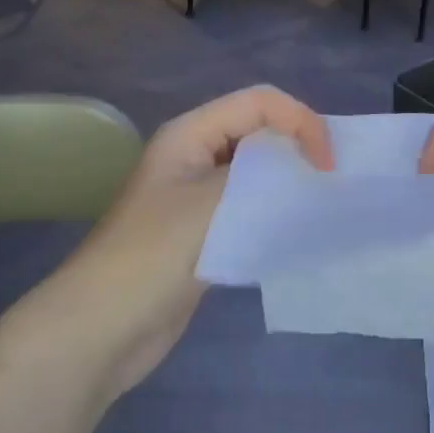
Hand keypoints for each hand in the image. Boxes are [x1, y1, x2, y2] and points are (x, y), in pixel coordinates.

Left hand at [54, 86, 331, 397]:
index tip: (327, 166)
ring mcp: (197, 194)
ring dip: (289, 180)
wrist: (100, 329)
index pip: (259, 103)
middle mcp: (195, 154)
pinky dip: (276, 210)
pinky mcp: (203, 231)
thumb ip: (262, 176)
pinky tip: (297, 230)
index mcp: (190, 134)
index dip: (299, 122)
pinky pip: (249, 205)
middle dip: (298, 146)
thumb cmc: (152, 256)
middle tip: (333, 183)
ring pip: (256, 170)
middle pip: (258, 130)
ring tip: (323, 203)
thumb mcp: (210, 204)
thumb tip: (306, 168)